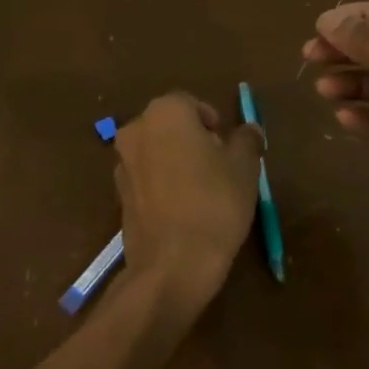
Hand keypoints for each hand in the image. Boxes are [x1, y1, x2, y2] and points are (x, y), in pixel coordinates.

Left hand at [112, 93, 265, 306]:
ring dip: (176, 162)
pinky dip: (163, 185)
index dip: (213, 122)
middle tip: (219, 166)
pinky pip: (146, 179)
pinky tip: (183, 210)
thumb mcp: (245, 167)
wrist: (172, 265)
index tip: (228, 146)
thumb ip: (247, 140)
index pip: (191, 104)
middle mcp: (136, 130)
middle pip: (170, 126)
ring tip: (202, 191)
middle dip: (193, 139)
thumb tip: (250, 130)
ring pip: (156, 152)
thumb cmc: (214, 203)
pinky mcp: (118, 196)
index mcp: (166, 113)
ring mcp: (122, 164)